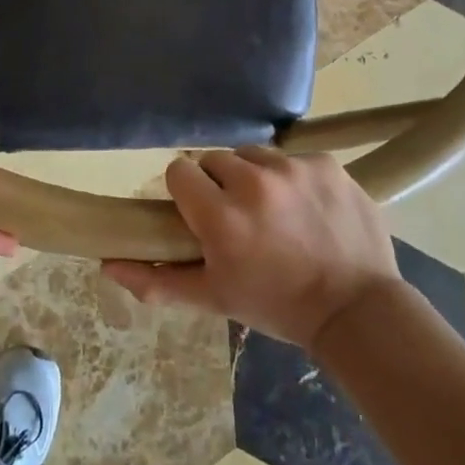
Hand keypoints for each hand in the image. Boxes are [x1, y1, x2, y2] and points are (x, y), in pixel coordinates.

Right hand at [104, 146, 401, 349]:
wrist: (357, 310)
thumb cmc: (276, 305)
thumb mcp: (213, 298)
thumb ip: (157, 279)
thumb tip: (107, 265)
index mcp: (221, 217)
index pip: (179, 171)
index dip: (186, 192)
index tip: (200, 214)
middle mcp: (254, 183)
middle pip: (214, 159)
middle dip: (219, 184)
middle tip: (238, 216)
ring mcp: (294, 168)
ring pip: (253, 155)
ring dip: (255, 176)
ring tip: (273, 210)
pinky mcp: (326, 162)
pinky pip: (292, 157)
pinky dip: (293, 177)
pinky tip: (306, 206)